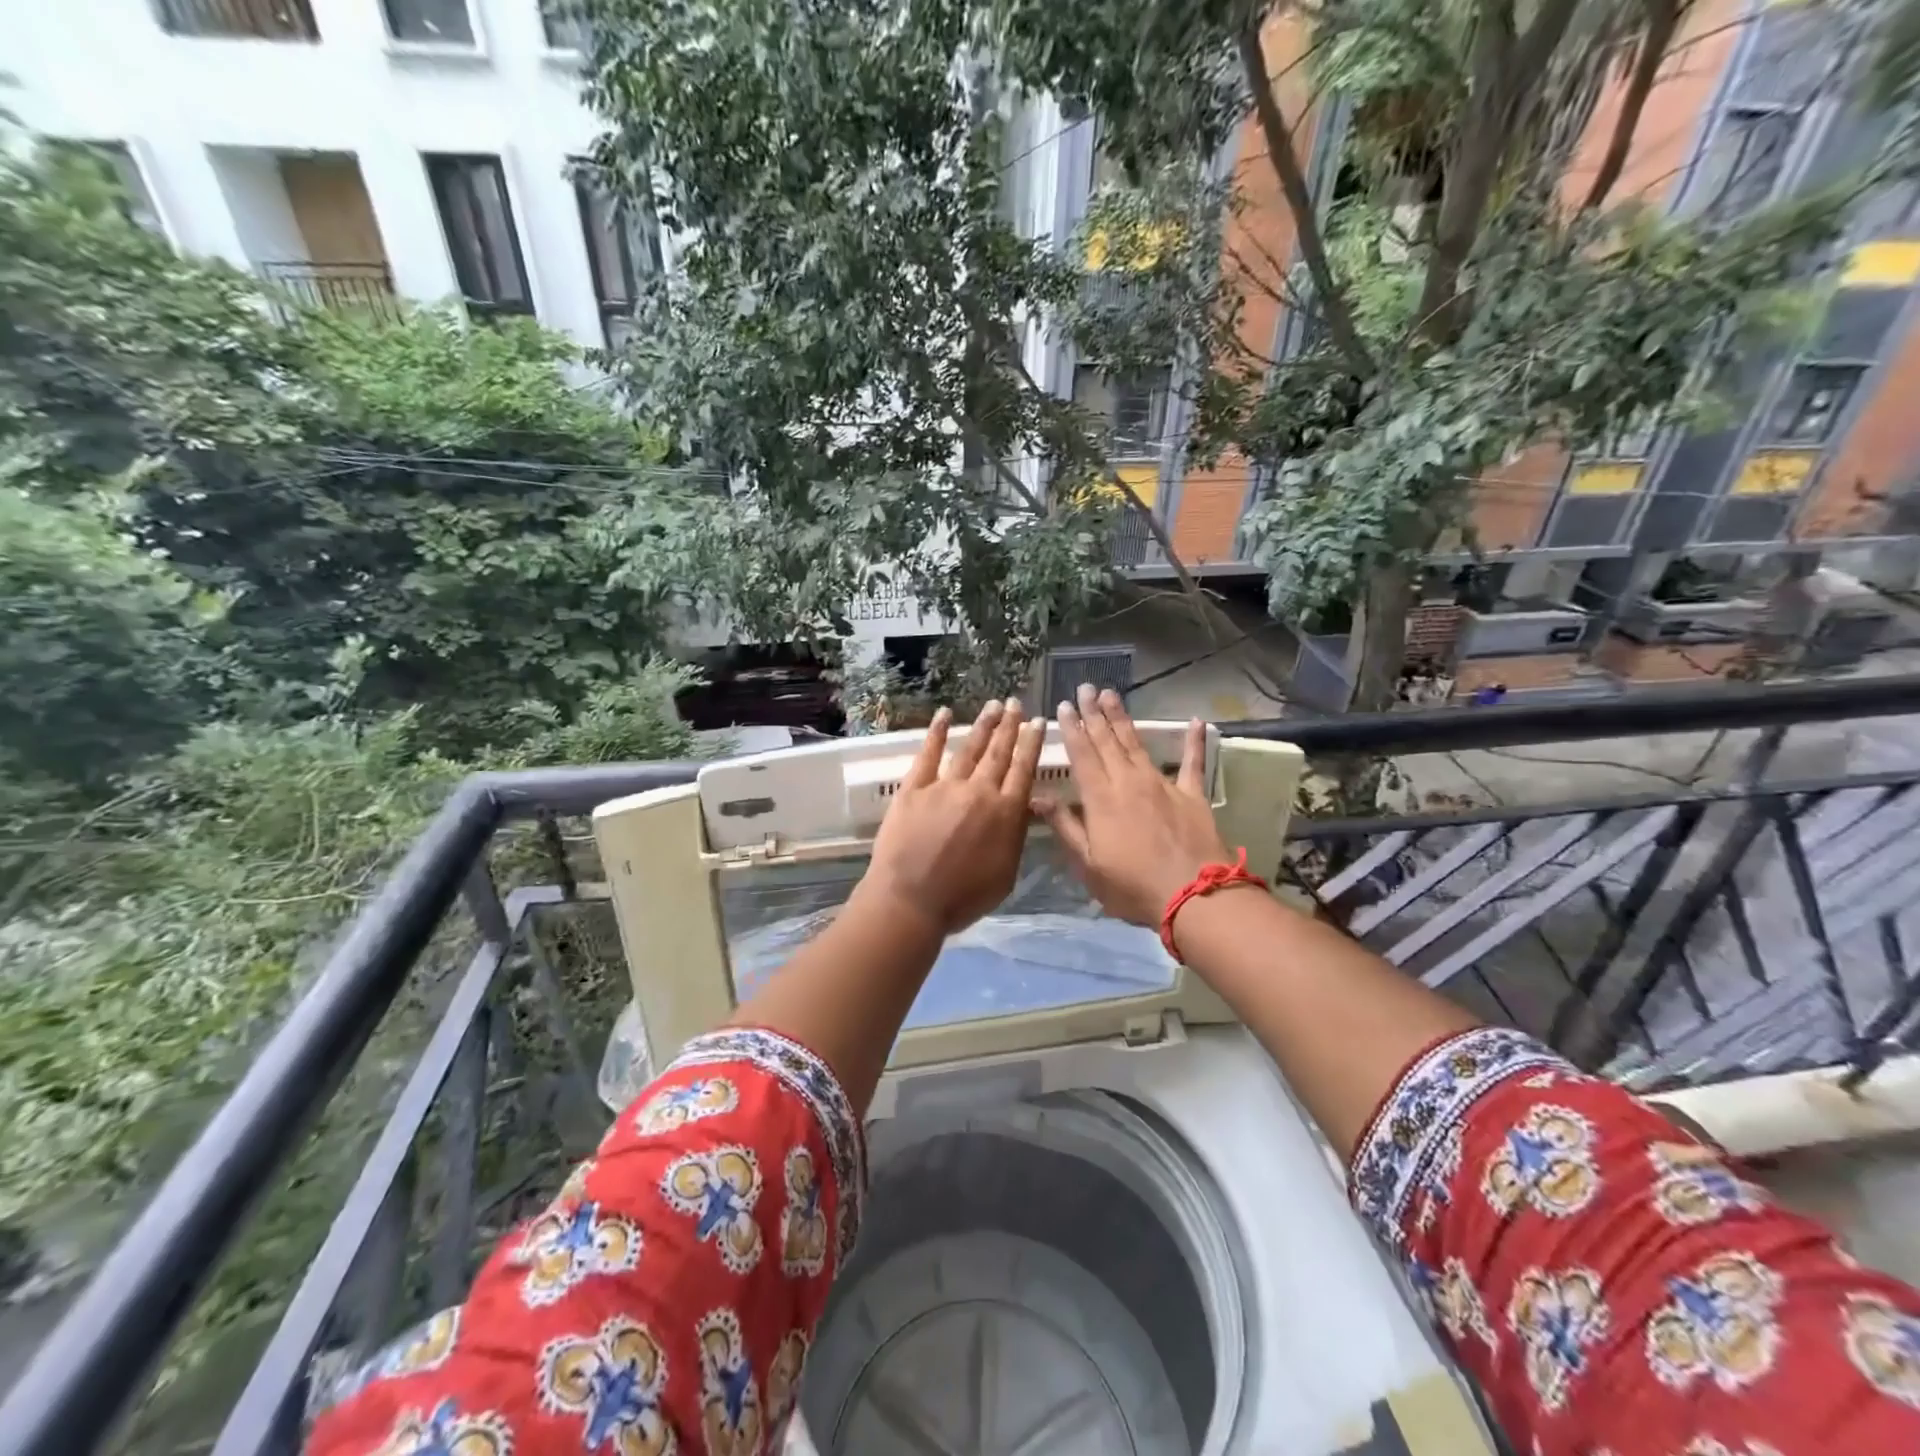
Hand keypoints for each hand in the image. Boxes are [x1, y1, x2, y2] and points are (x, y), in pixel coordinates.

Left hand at [857, 698, 1044, 936]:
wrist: (911, 901)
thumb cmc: (963, 898)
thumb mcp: (1007, 874)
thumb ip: (1016, 836)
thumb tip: (1025, 808)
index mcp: (1006, 813)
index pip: (1023, 770)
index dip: (1031, 744)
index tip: (1037, 722)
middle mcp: (979, 792)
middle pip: (998, 753)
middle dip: (1010, 726)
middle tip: (1016, 703)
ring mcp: (945, 786)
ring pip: (969, 749)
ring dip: (983, 726)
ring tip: (994, 706)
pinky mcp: (914, 788)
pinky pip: (928, 754)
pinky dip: (937, 732)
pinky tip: (944, 714)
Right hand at [1036, 685, 1231, 927]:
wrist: (1193, 897)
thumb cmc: (1132, 887)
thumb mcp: (1088, 865)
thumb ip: (1065, 827)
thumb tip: (1038, 798)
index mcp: (1101, 798)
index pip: (1082, 755)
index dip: (1072, 729)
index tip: (1064, 706)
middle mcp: (1129, 782)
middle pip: (1107, 741)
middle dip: (1094, 714)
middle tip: (1085, 688)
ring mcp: (1162, 784)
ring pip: (1137, 744)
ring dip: (1123, 718)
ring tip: (1111, 695)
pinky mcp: (1192, 795)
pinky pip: (1193, 762)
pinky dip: (1194, 742)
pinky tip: (1196, 721)